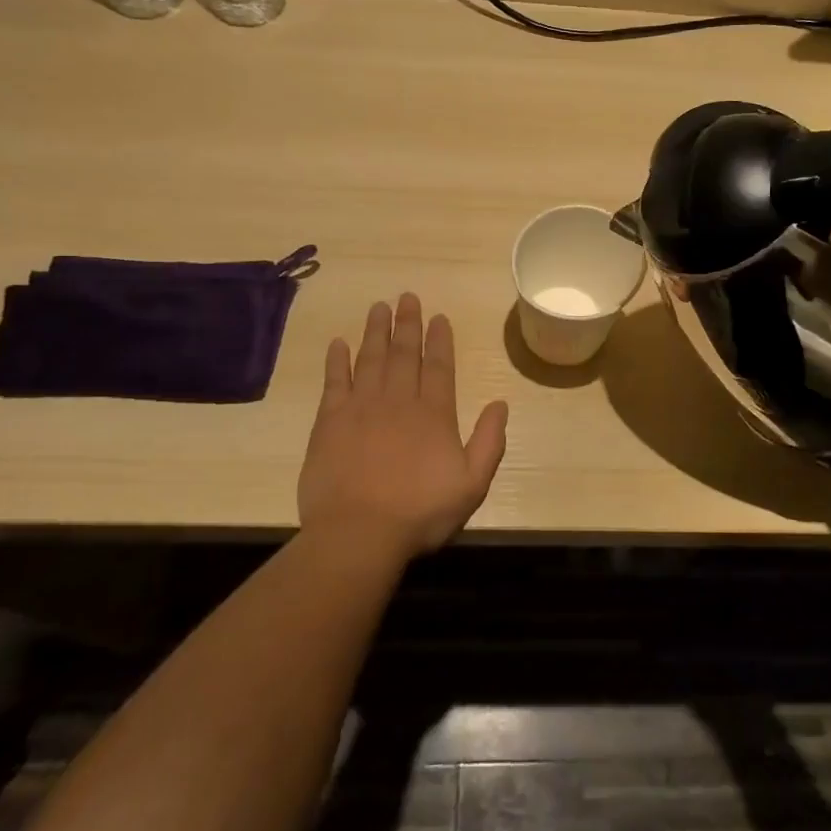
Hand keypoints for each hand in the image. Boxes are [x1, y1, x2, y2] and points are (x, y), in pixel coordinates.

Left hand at [298, 293, 508, 560]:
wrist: (358, 533)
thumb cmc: (420, 512)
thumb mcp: (472, 484)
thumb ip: (490, 441)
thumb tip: (500, 404)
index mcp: (434, 414)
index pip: (439, 366)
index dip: (440, 340)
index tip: (438, 317)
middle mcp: (398, 401)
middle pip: (404, 354)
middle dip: (408, 324)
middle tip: (407, 297)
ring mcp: (361, 408)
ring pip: (371, 359)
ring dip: (375, 332)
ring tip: (379, 307)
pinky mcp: (330, 422)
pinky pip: (335, 381)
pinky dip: (337, 360)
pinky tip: (339, 343)